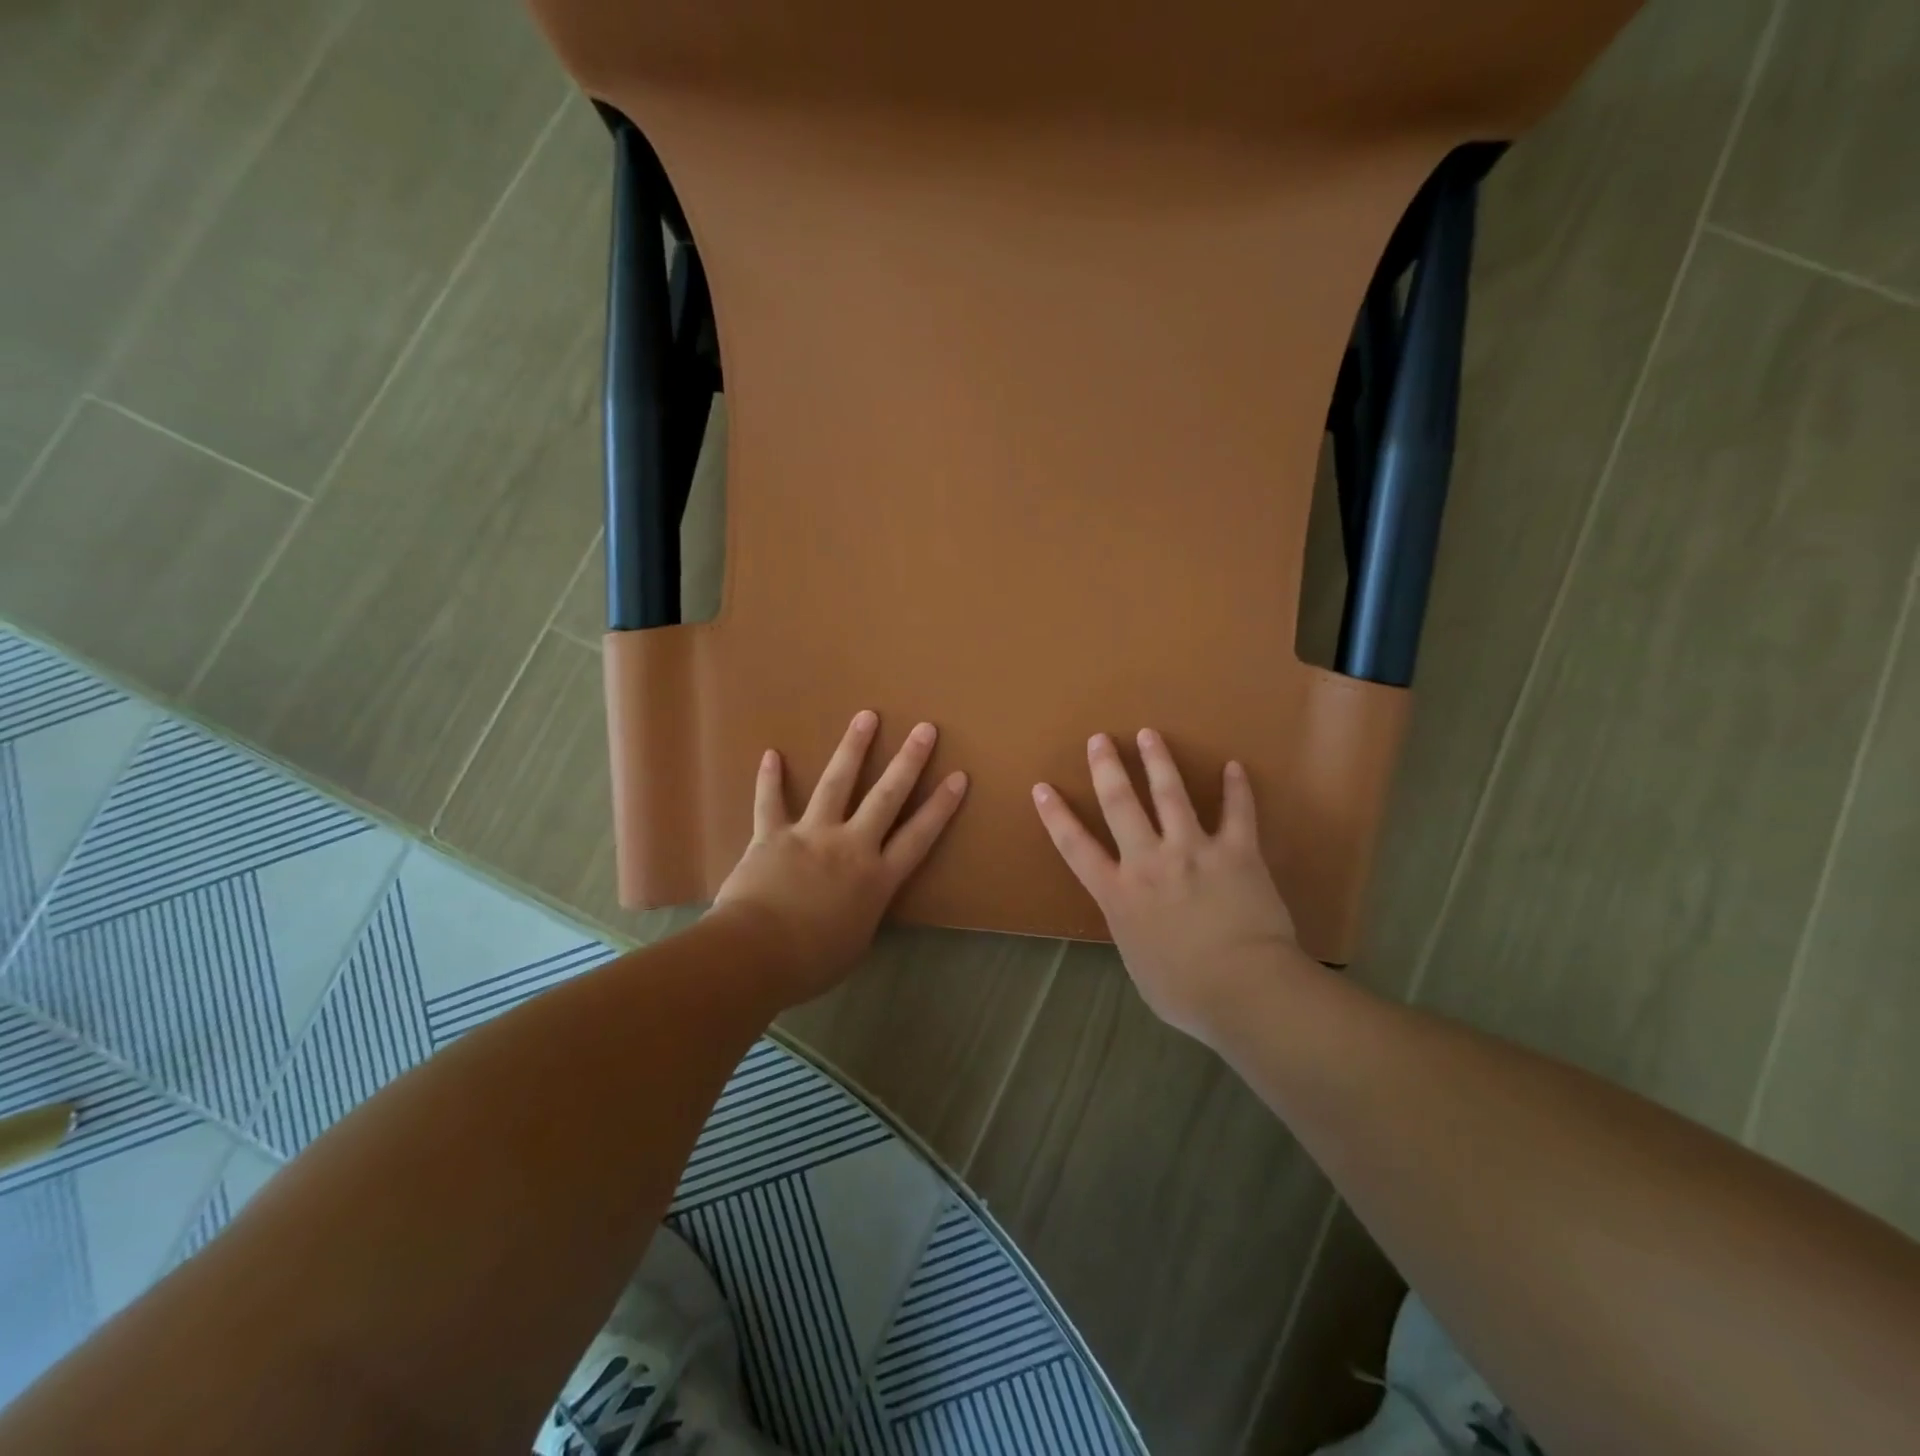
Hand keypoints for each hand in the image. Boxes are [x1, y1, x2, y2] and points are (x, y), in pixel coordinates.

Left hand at [712, 710, 967, 1004]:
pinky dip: (769, 779)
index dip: (941, 806)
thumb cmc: (811, 961)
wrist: (755, 955)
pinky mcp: (772, 835)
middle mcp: (850, 846)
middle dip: (908, 761)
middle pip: (887, 797)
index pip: (919, 836)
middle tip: (924, 729)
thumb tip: (860, 901)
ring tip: (866, 716)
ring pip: (836, 783)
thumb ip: (863, 912)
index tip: (958, 776)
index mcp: (877, 878)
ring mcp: (811, 834)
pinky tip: (771, 753)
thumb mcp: (855, 943)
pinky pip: (770, 802)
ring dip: (853, 748)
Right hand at [1032, 729, 1305, 1043]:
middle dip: (1107, 768)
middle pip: (1120, 804)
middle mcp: (1149, 862)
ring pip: (1171, 794)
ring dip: (1158, 761)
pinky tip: (1234, 766)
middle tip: (1099, 739)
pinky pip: (1237, 812)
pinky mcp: (1235, 852)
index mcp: (1118, 894)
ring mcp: (1192, 851)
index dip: (1056, 815)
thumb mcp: (1138, 961)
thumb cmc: (1184, 991)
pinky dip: (1237, 788)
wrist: (1242, 989)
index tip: (1042, 787)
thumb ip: (1133, 929)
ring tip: (1149, 735)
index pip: (1075, 846)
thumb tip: (1139, 919)